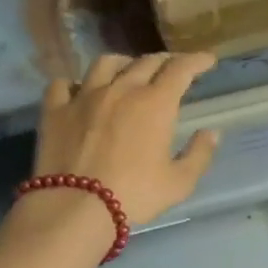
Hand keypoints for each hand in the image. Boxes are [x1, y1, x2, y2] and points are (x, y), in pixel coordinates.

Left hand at [30, 52, 220, 224]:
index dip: (196, 60)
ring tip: (127, 70)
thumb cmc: (134, 195)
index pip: (180, 69)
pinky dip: (73, 84)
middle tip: (172, 68)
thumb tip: (211, 132)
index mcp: (155, 103)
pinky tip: (78, 91)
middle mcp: (121, 89)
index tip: (206, 60)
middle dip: (164, 60)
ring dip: (122, 63)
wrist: (75, 206)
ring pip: (105, 63)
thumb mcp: (179, 183)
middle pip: (145, 62)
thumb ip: (199, 154)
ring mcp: (84, 97)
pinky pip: (62, 85)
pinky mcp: (55, 110)